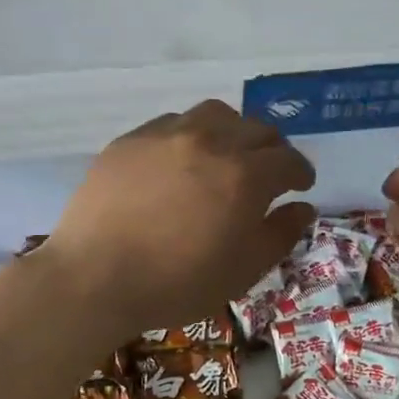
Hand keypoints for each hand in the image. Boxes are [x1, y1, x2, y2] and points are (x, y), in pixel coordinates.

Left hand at [40, 101, 315, 338]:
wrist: (95, 278)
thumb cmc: (177, 283)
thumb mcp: (242, 271)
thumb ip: (279, 235)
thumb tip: (302, 208)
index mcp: (245, 176)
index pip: (288, 160)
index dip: (300, 173)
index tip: (301, 186)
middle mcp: (210, 142)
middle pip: (255, 129)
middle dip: (272, 149)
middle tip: (269, 172)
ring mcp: (166, 135)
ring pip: (214, 115)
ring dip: (232, 132)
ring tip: (226, 156)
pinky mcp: (130, 140)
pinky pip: (172, 123)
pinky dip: (191, 136)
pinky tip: (180, 161)